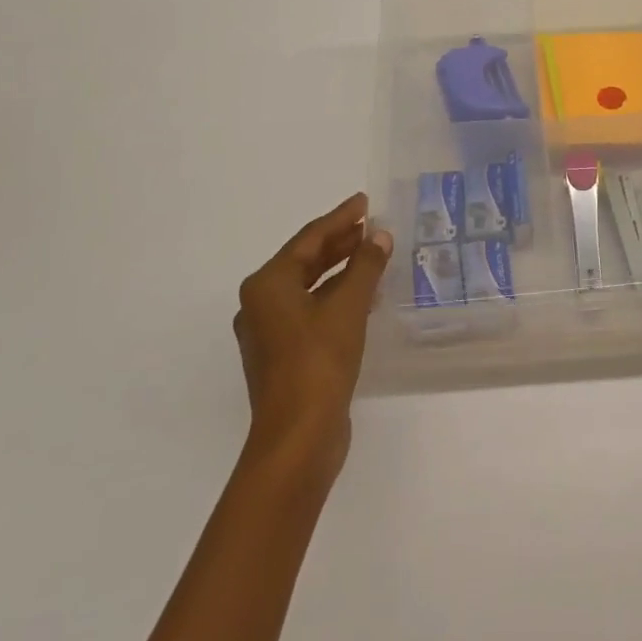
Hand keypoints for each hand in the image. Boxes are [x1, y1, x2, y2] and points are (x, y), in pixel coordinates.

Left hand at [233, 193, 392, 483]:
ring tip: (372, 254)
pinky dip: (336, 298)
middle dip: (340, 242)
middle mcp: (261, 303)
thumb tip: (380, 235)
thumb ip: (365, 266)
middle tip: (371, 225)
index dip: (340, 218)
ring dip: (340, 270)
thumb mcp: (348, 307)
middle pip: (305, 261)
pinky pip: (311, 311)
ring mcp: (269, 333)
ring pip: (309, 288)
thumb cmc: (318, 362)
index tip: (364, 202)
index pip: (309, 239)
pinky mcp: (283, 356)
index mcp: (267, 284)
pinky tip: (364, 297)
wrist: (298, 438)